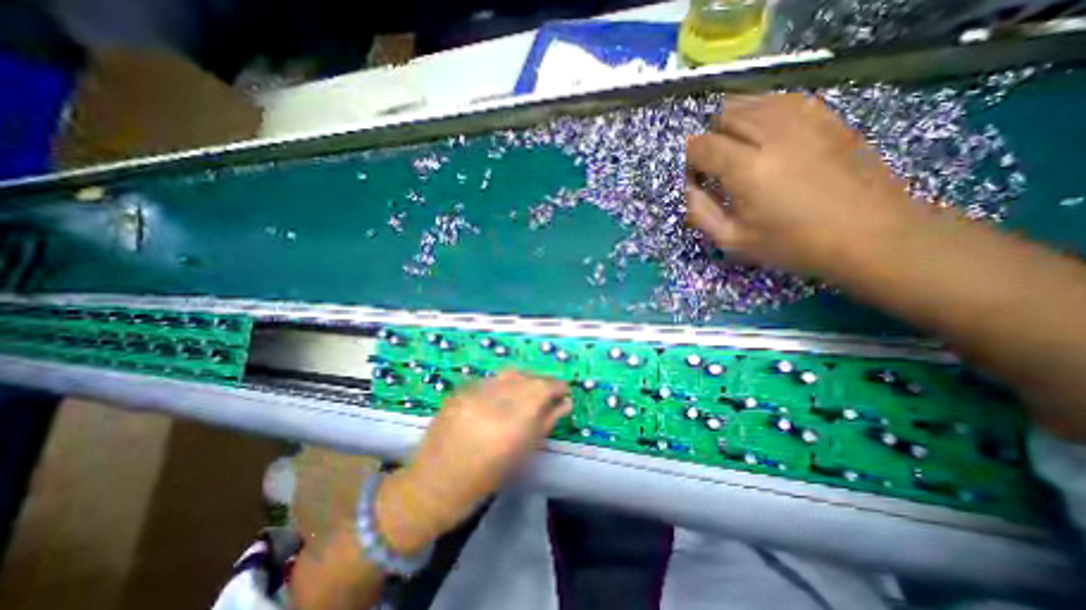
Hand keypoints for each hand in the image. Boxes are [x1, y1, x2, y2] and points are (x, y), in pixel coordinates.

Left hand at [376, 372, 569, 551]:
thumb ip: (545, 424)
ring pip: (509, 373)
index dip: (557, 385)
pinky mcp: (460, 390)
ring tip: (530, 390)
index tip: (565, 389)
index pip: (542, 389)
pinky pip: (491, 379)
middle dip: (543, 382)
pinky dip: (505, 383)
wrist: (431, 484)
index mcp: (511, 423)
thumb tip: (565, 403)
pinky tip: (505, 395)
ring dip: (525, 379)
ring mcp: (473, 393)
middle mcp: (492, 401)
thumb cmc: (482, 479)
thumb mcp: (520, 455)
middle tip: (550, 392)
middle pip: (527, 378)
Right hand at [685, 90, 914, 275]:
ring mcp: (804, 119)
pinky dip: (763, 113)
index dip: (689, 160)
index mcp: (746, 168)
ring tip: (739, 150)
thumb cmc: (793, 244)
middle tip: (716, 165)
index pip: (701, 145)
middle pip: (724, 115)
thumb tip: (687, 187)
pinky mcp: (826, 116)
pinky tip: (766, 135)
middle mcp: (772, 134)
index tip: (695, 178)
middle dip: (711, 138)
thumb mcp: (733, 239)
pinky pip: (782, 100)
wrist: (871, 234)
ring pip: (752, 101)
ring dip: (735, 123)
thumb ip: (700, 212)